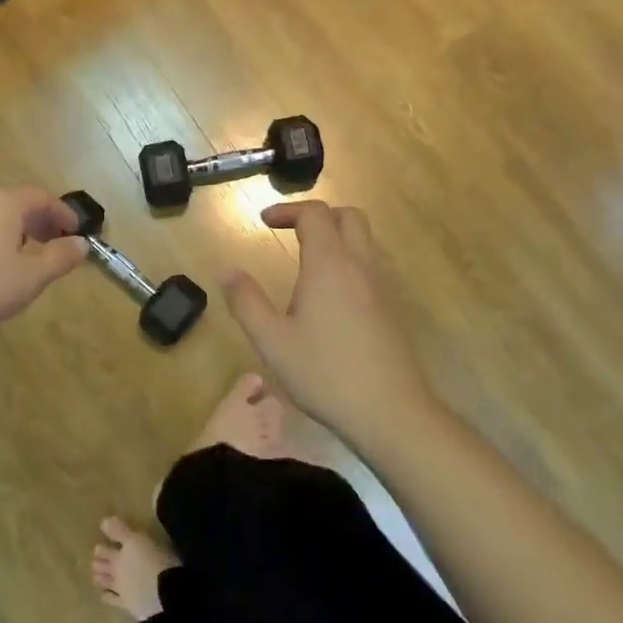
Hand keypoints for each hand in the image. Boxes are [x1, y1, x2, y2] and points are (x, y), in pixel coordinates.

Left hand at [0, 187, 88, 342]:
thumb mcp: (29, 278)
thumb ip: (59, 258)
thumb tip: (82, 244)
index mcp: (4, 203)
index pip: (42, 196)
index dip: (63, 213)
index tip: (75, 233)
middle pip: (14, 202)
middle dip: (38, 221)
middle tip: (52, 244)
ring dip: (11, 231)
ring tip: (20, 258)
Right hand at [224, 202, 434, 440]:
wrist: (388, 411)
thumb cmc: (324, 373)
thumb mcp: (272, 341)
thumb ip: (247, 302)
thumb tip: (228, 271)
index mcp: (329, 265)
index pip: (314, 215)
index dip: (287, 211)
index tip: (264, 223)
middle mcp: (361, 265)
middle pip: (348, 216)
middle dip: (318, 216)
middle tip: (292, 233)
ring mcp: (383, 286)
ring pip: (366, 240)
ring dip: (339, 236)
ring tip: (311, 260)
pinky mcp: (394, 308)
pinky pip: (374, 264)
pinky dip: (353, 260)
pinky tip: (335, 293)